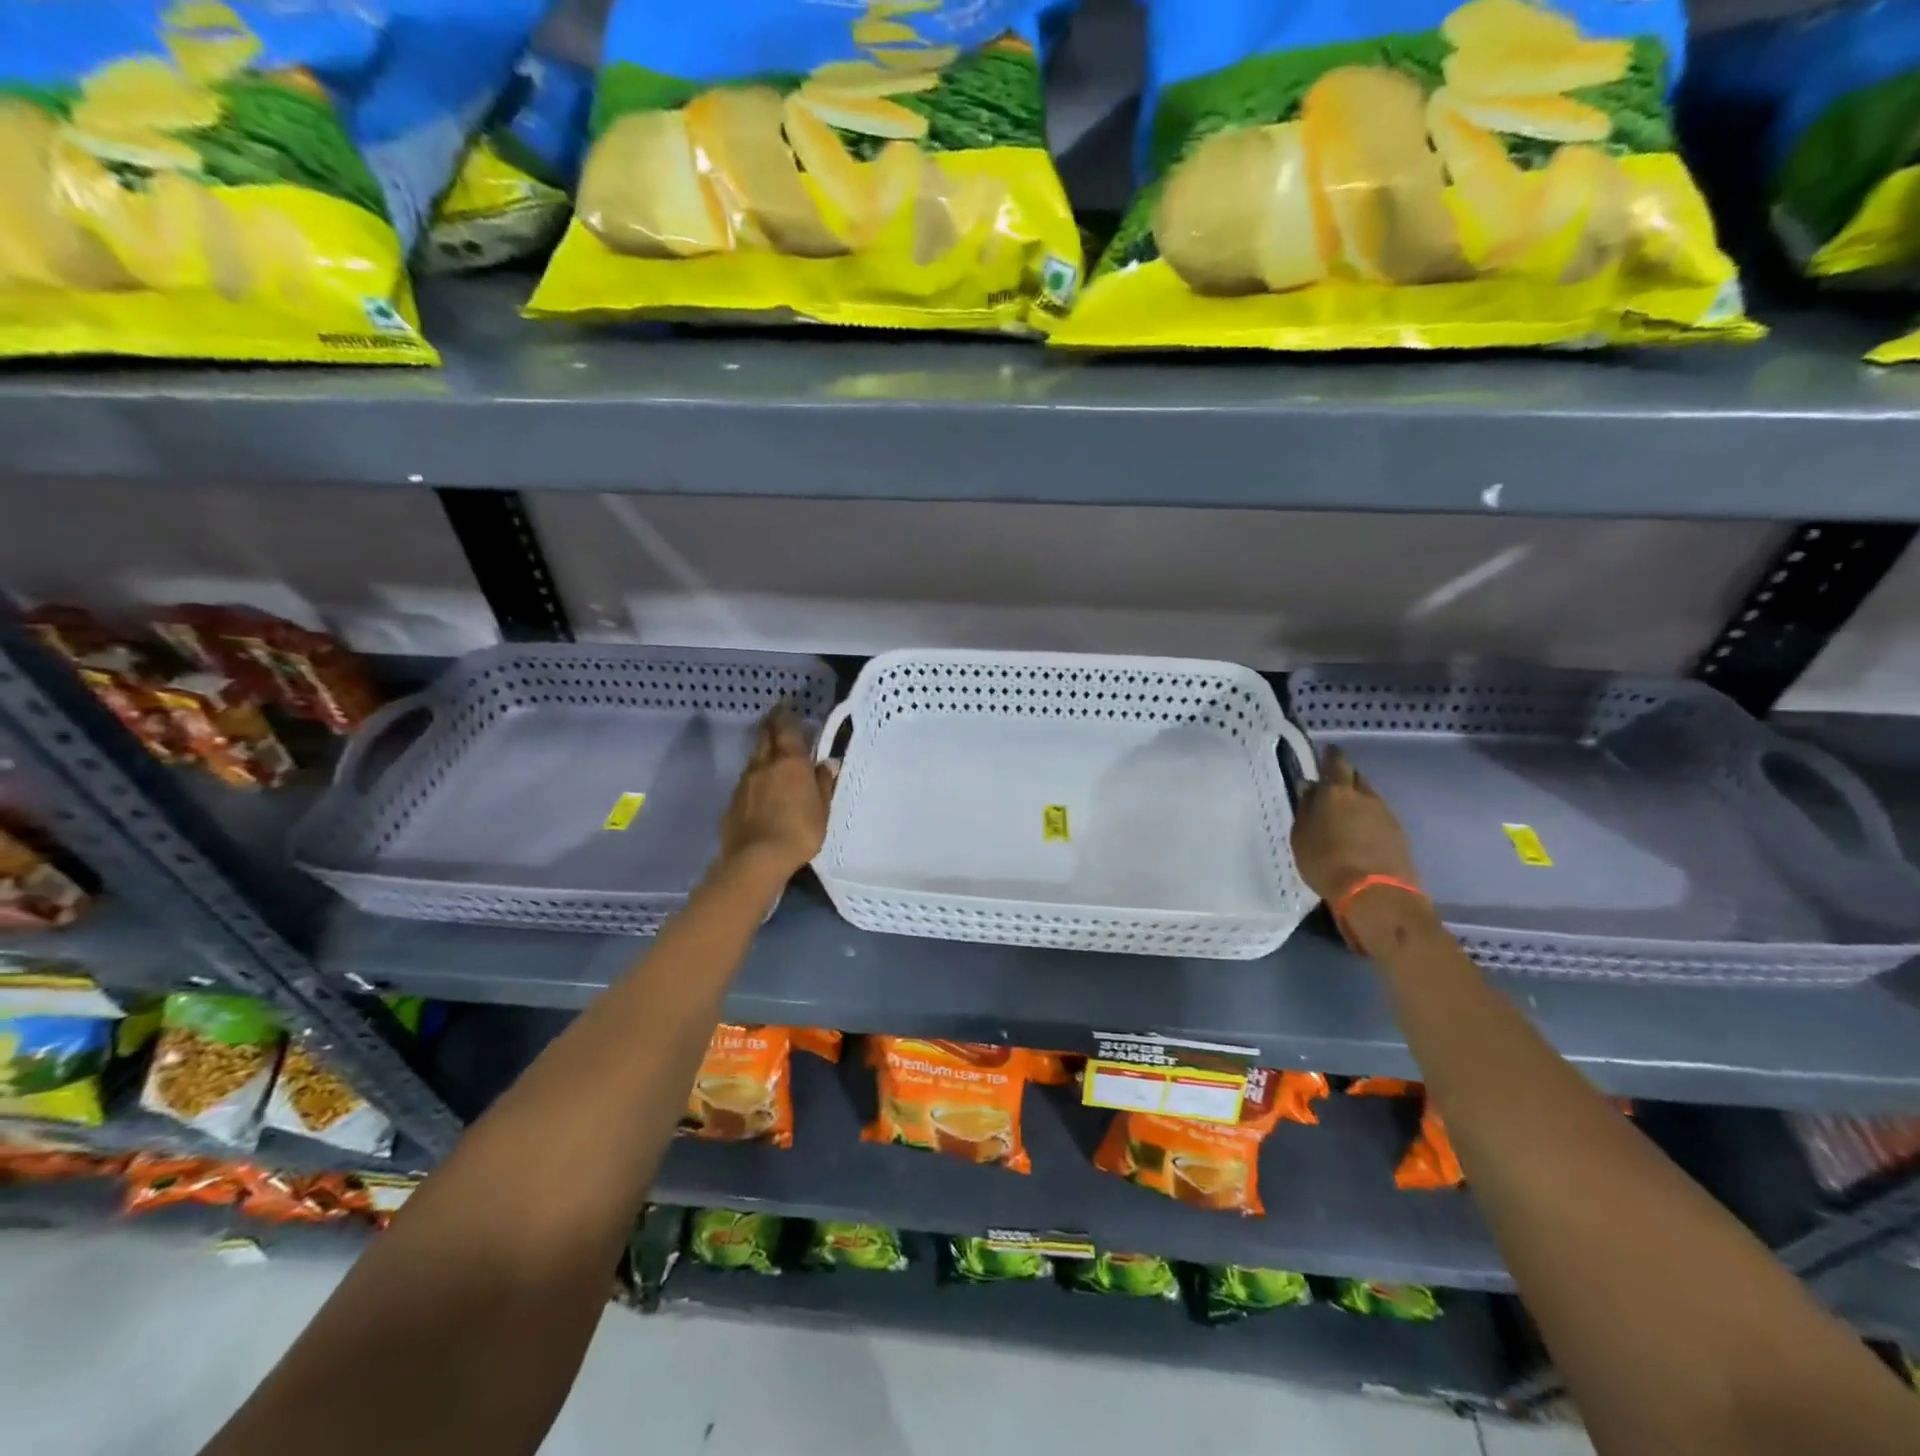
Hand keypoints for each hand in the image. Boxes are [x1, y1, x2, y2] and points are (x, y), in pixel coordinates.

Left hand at [716, 704, 835, 883]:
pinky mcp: (732, 802)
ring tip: (771, 754)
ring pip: (754, 759)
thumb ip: (823, 783)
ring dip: (763, 752)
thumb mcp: (822, 809)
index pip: (787, 729)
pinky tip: (760, 788)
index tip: (786, 706)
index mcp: (790, 762)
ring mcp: (744, 783)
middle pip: (765, 737)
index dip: (786, 716)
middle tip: (776, 719)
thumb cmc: (799, 831)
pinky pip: (746, 782)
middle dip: (771, 726)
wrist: (757, 858)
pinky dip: (755, 778)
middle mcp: (764, 765)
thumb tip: (827, 763)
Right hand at [1290, 747, 1419, 906]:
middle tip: (1333, 786)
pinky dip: (1369, 820)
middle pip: (1356, 778)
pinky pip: (1380, 817)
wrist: (1375, 894)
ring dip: (1358, 801)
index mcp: (1337, 792)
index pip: (1336, 762)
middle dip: (1345, 778)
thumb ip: (1306, 810)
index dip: (1331, 756)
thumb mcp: (1301, 837)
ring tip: (1346, 813)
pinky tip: (1361, 833)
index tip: (1327, 753)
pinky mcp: (1400, 835)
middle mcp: (1364, 796)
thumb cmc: (1326, 862)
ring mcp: (1386, 815)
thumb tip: (1310, 790)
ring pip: (1370, 798)